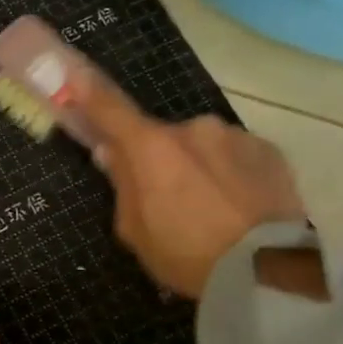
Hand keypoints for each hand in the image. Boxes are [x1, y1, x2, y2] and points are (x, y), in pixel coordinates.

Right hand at [74, 75, 306, 298]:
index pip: (109, 108)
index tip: (72, 72)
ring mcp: (234, 135)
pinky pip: (237, 155)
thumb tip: (113, 154)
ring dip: (198, 165)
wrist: (266, 271)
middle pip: (162, 136)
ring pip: (202, 145)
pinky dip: (231, 172)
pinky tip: (239, 205)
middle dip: (159, 157)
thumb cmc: (186, 255)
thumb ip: (123, 185)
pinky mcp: (270, 150)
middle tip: (167, 196)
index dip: (88, 91)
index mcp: (150, 147)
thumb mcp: (135, 231)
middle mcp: (192, 128)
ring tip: (211, 206)